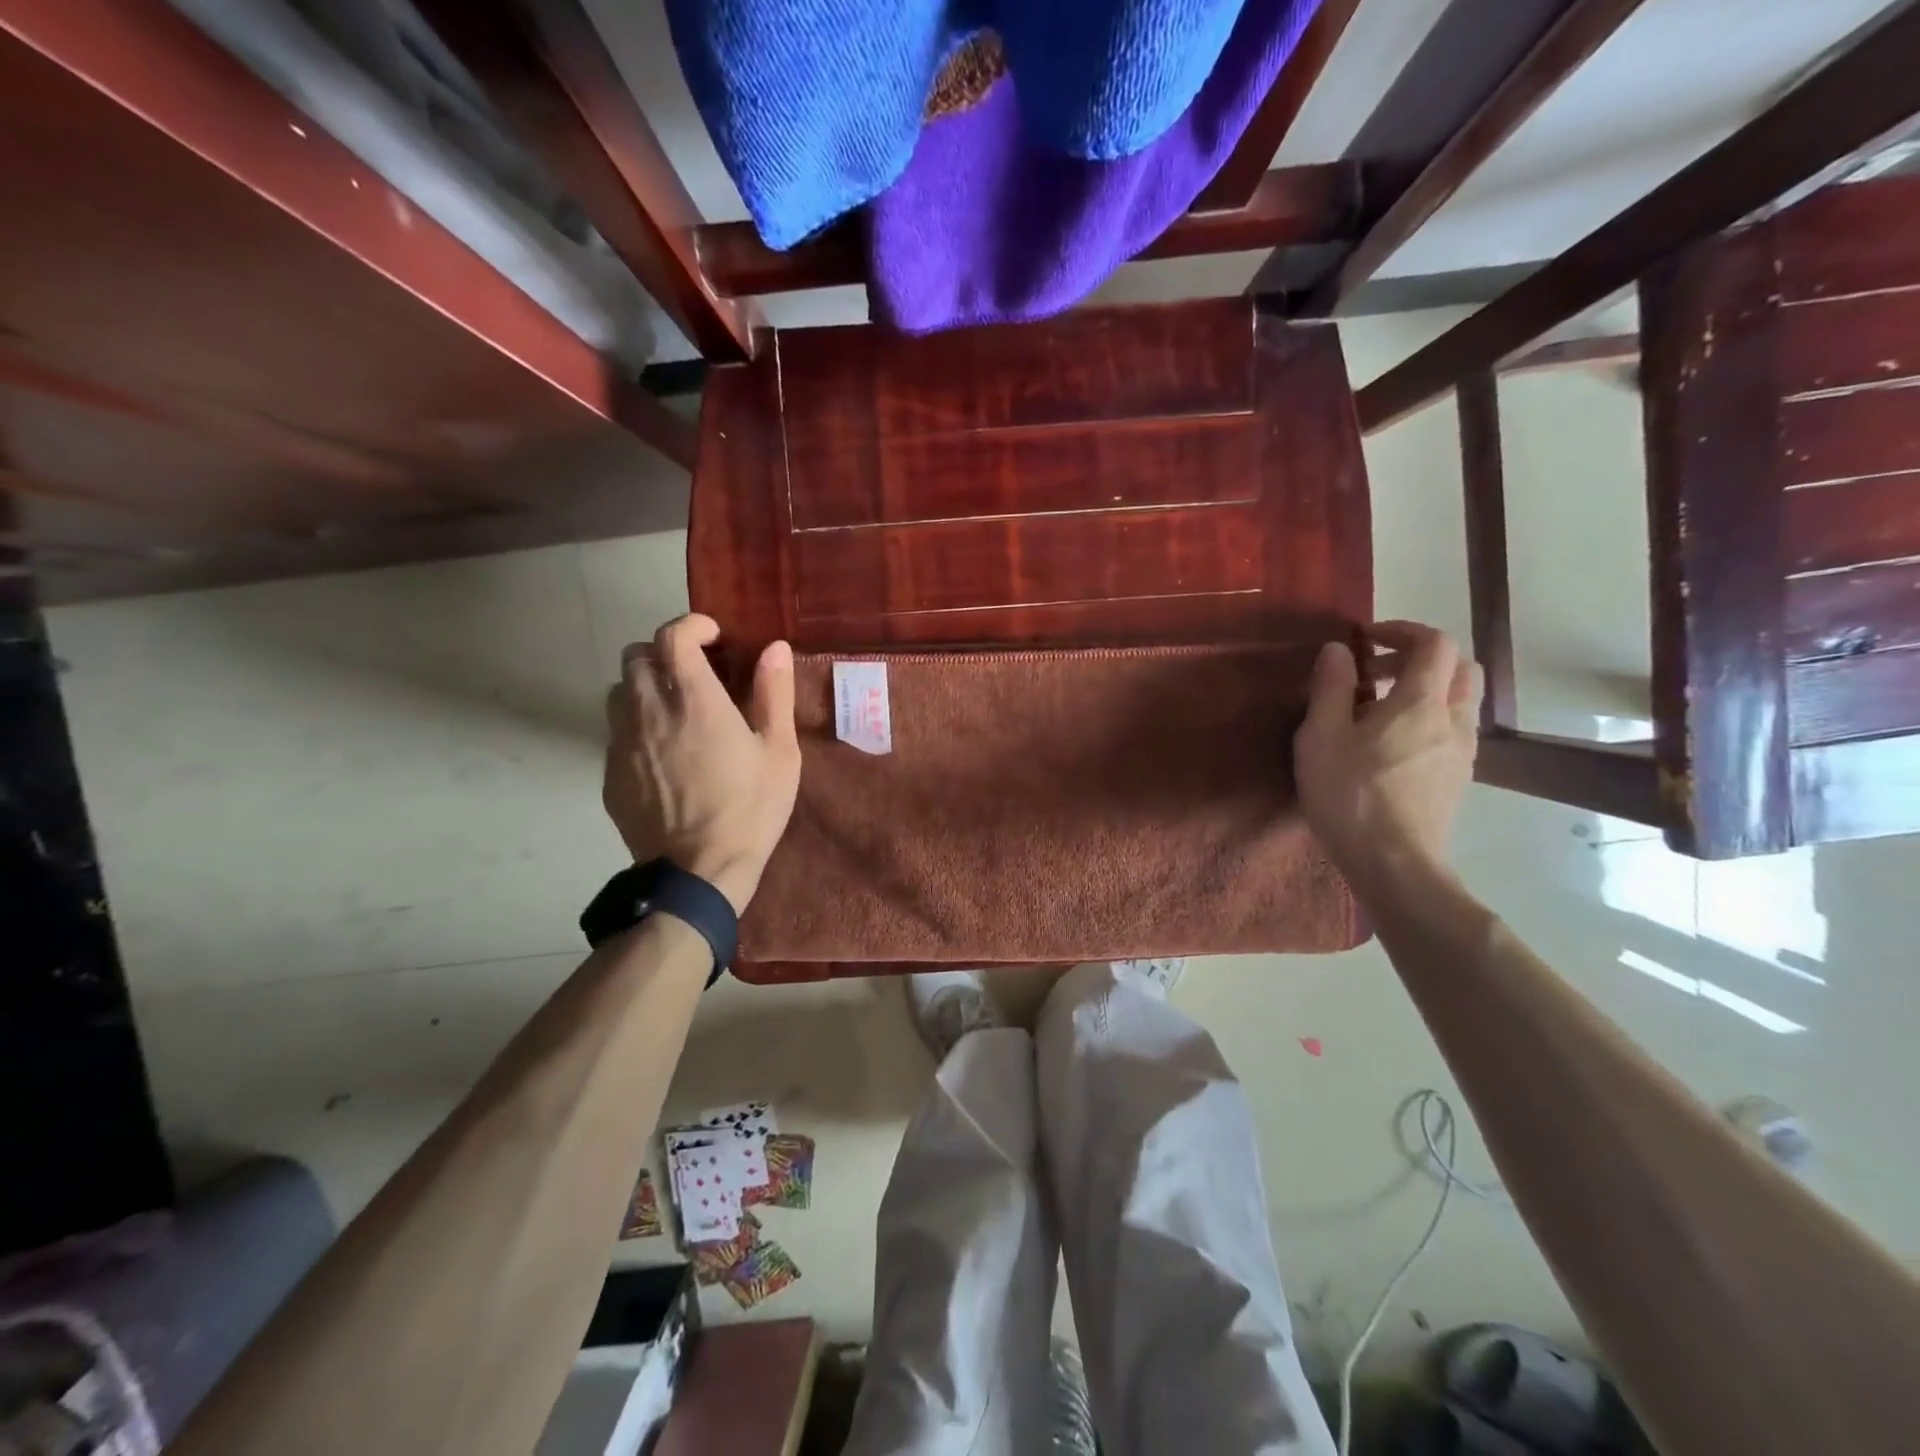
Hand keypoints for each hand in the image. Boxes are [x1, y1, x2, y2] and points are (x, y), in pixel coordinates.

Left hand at [603, 614, 800, 913]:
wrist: (699, 872)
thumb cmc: (750, 809)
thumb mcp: (780, 753)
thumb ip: (774, 695)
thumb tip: (774, 648)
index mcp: (694, 700)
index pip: (672, 636)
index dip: (691, 625)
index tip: (713, 636)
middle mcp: (649, 711)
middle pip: (635, 656)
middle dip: (663, 653)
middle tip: (693, 673)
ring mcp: (623, 743)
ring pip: (618, 691)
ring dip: (643, 687)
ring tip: (671, 708)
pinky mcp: (611, 774)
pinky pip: (615, 732)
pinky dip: (635, 725)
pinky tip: (661, 752)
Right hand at [1293, 621, 1479, 888]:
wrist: (1394, 863)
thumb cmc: (1350, 795)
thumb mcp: (1321, 737)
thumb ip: (1330, 688)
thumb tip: (1338, 650)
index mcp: (1420, 702)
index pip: (1435, 642)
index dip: (1403, 630)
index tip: (1366, 640)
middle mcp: (1453, 719)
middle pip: (1459, 666)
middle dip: (1419, 657)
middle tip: (1375, 673)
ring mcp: (1461, 751)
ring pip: (1460, 700)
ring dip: (1426, 690)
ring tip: (1378, 711)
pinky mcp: (1457, 778)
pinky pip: (1453, 729)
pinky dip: (1429, 719)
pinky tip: (1391, 746)